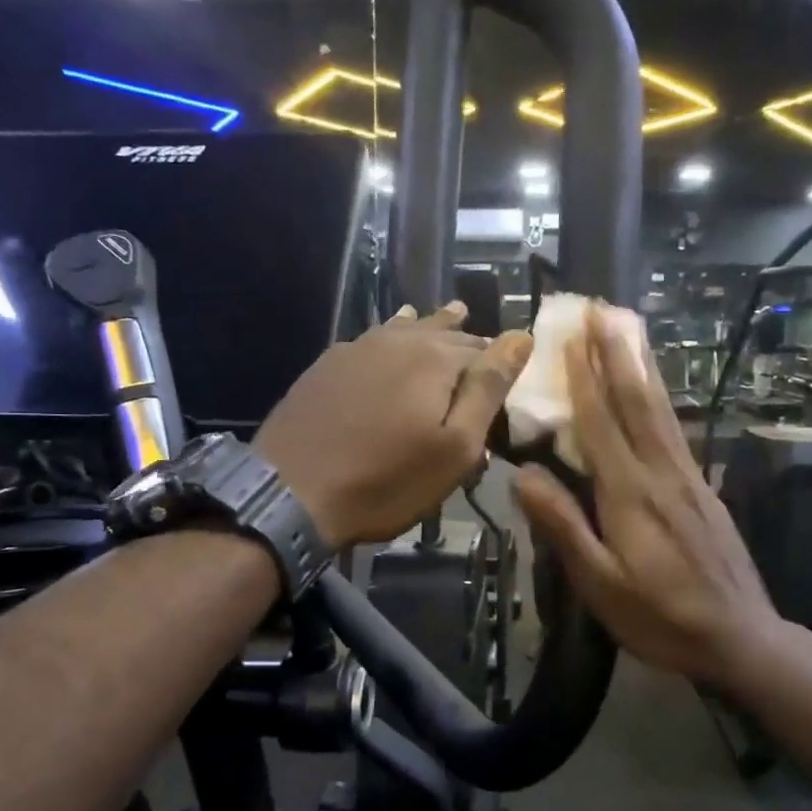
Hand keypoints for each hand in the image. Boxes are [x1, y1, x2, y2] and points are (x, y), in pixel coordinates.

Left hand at [256, 303, 532, 546]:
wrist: (291, 493)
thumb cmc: (387, 480)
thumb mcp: (455, 447)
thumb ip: (488, 388)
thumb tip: (520, 336)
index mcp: (436, 358)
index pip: (484, 349)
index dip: (500, 363)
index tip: (508, 382)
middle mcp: (398, 340)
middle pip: (445, 333)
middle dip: (468, 341)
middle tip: (485, 347)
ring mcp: (357, 348)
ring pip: (407, 328)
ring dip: (432, 326)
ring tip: (451, 316)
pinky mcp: (327, 365)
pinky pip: (373, 339)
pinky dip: (394, 335)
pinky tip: (392, 335)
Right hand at [514, 306, 778, 686]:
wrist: (738, 637)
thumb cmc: (659, 617)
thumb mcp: (600, 584)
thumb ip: (563, 526)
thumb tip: (522, 475)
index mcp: (630, 494)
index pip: (601, 424)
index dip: (584, 378)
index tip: (572, 335)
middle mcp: (662, 473)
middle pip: (637, 402)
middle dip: (617, 353)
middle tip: (603, 309)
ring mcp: (688, 478)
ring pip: (661, 410)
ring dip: (641, 366)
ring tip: (629, 330)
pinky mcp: (703, 489)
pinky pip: (675, 431)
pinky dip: (660, 399)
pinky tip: (655, 391)